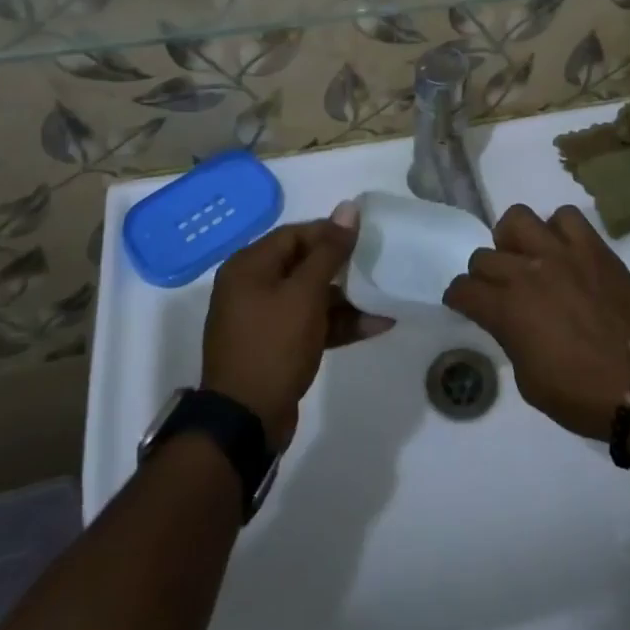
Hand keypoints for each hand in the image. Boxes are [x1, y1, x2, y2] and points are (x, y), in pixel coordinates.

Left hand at [201, 202, 391, 450]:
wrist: (245, 421)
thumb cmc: (273, 345)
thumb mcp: (305, 293)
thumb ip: (330, 250)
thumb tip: (349, 207)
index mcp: (249, 266)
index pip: (295, 234)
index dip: (330, 232)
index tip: (365, 236)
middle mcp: (252, 287)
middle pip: (304, 263)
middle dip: (343, 266)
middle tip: (377, 262)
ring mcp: (263, 319)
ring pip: (311, 296)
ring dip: (347, 298)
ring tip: (385, 295)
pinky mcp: (276, 347)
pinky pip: (310, 323)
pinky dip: (338, 323)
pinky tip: (376, 324)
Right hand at [443, 204, 629, 441]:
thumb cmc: (581, 395)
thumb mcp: (529, 380)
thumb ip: (510, 338)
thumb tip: (508, 319)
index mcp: (508, 310)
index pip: (463, 289)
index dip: (459, 298)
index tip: (466, 304)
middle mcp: (528, 272)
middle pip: (484, 256)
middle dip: (483, 276)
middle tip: (499, 291)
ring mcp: (563, 253)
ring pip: (517, 218)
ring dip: (514, 240)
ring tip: (528, 259)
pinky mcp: (594, 247)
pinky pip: (566, 216)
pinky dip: (558, 229)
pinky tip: (564, 251)